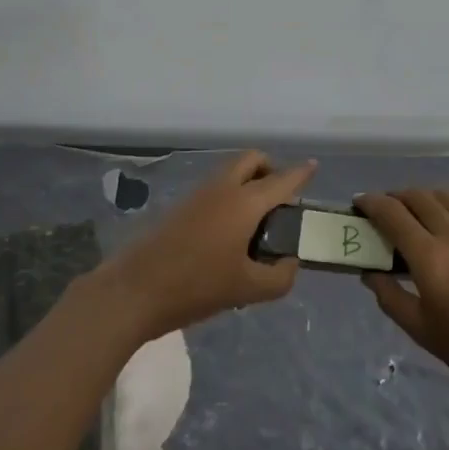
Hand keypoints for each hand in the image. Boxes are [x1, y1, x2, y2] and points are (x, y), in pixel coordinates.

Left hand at [101, 151, 313, 341]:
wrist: (135, 290)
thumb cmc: (196, 286)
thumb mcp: (247, 290)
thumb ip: (279, 277)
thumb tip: (289, 263)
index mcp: (245, 202)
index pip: (282, 179)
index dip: (300, 172)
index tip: (314, 166)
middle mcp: (223, 188)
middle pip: (252, 159)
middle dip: (270, 169)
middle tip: (280, 200)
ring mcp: (199, 194)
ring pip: (231, 172)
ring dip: (249, 182)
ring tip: (257, 222)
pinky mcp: (181, 206)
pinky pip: (216, 187)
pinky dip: (230, 195)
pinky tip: (230, 233)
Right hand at [355, 189, 448, 418]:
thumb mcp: (421, 330)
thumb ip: (390, 296)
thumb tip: (371, 273)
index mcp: (429, 255)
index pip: (392, 213)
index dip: (371, 203)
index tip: (359, 204)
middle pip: (418, 196)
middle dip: (395, 197)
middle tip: (385, 211)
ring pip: (446, 197)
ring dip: (424, 198)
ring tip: (417, 213)